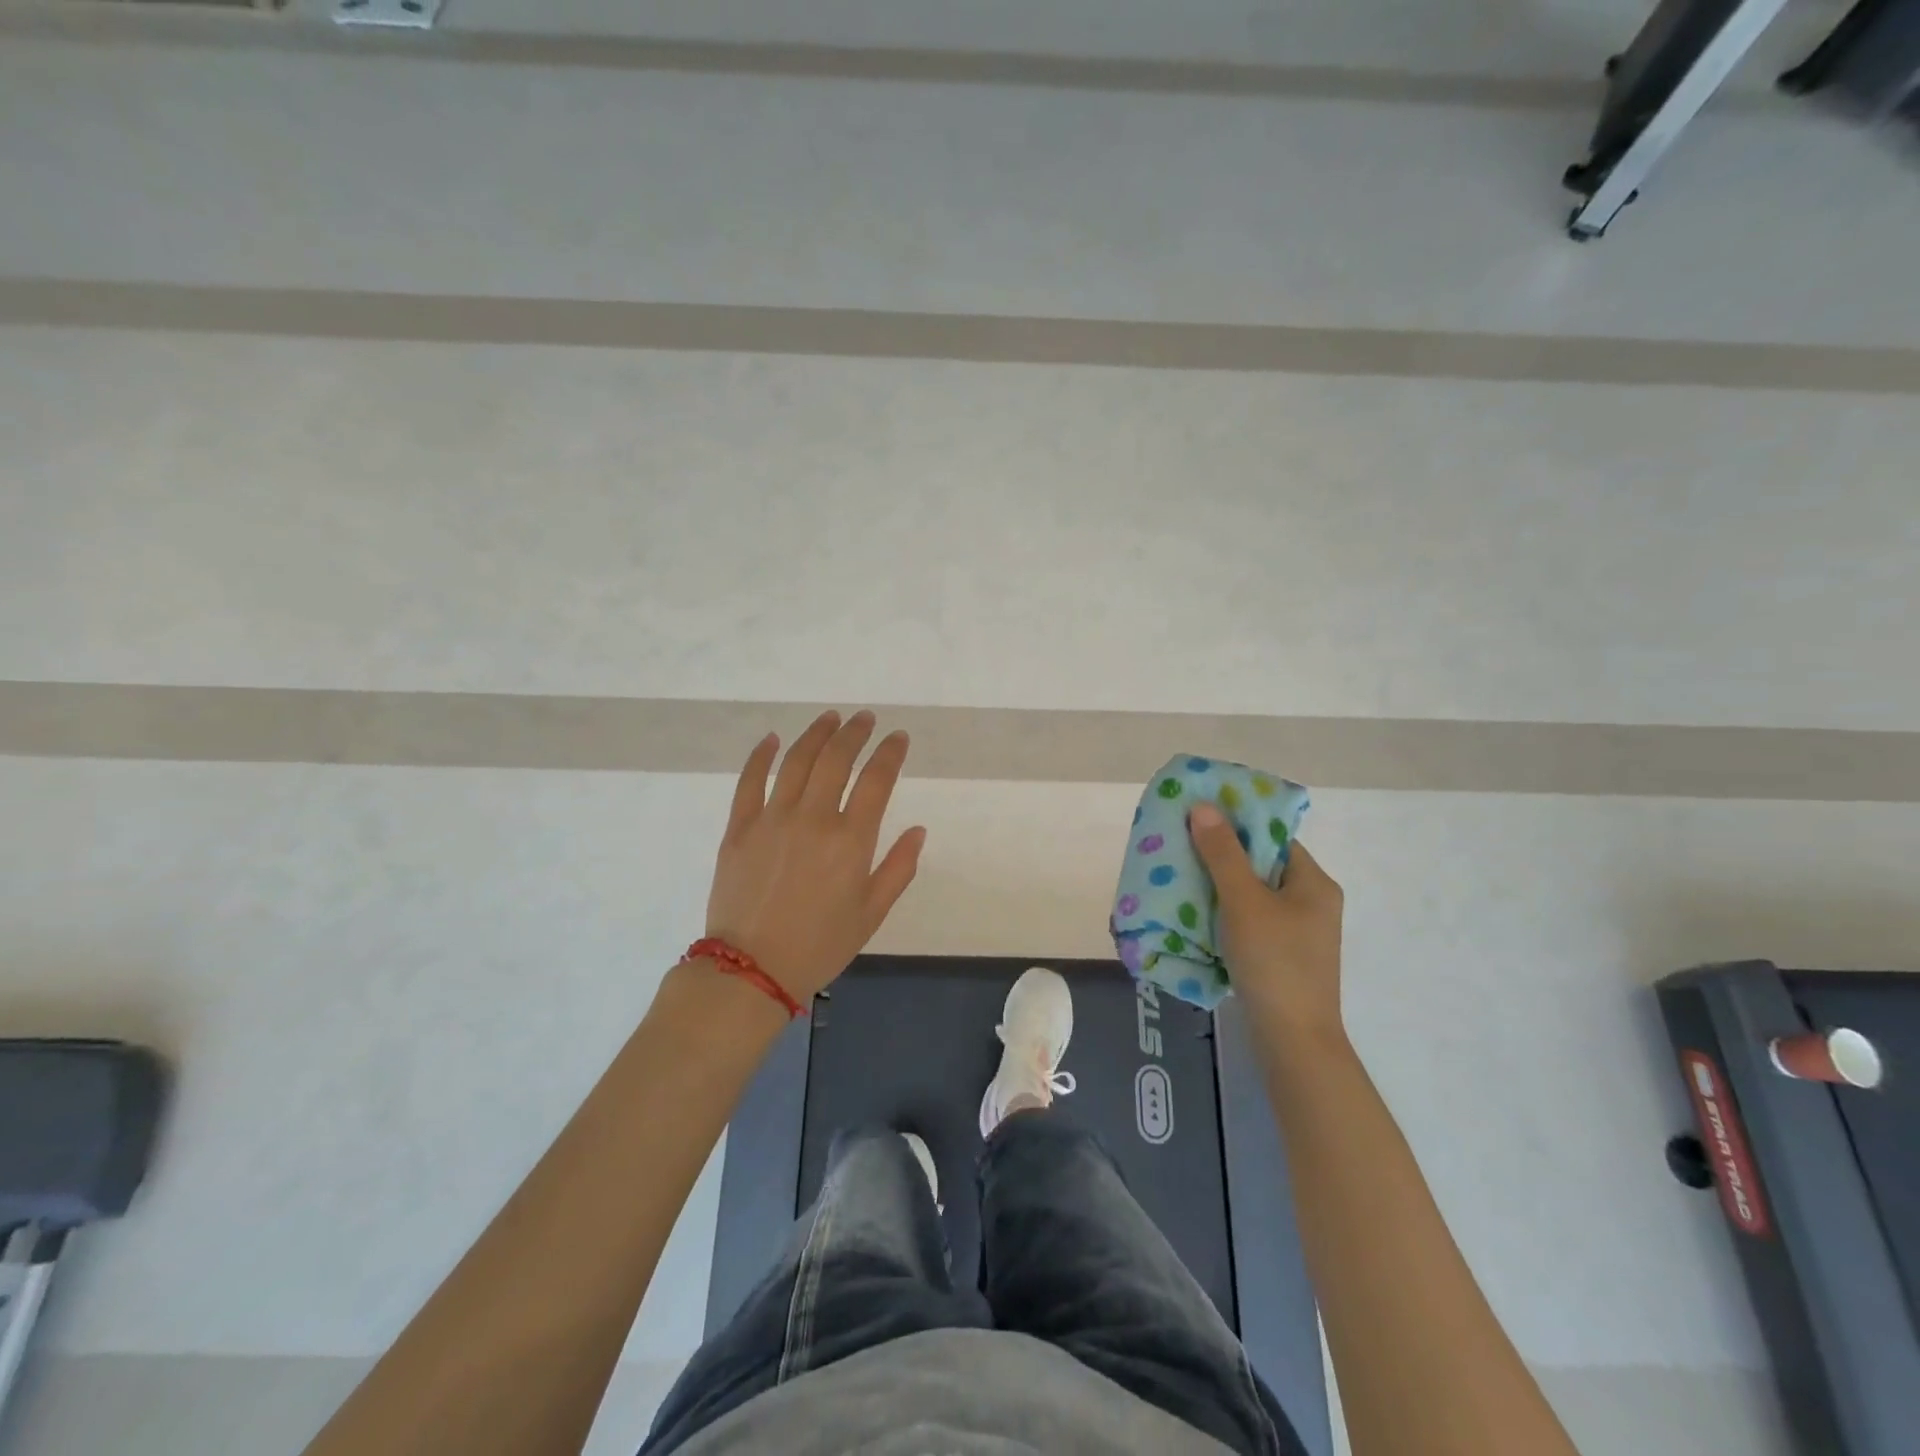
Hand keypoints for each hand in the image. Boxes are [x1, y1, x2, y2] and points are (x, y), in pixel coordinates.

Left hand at [704, 710, 926, 1002]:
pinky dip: (761, 755)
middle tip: (865, 719)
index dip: (890, 752)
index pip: (876, 780)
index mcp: (850, 840)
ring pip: (796, 761)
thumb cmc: (820, 945)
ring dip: (817, 734)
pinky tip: (772, 739)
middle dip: (855, 733)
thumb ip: (898, 868)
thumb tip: (918, 830)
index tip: (898, 737)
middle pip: (836, 759)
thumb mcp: (871, 914)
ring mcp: (772, 819)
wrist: (751, 970)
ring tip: (831, 718)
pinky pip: (750, 781)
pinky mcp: (740, 828)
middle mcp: (813, 819)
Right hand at [1187, 802, 1344, 1043]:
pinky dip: (1223, 914)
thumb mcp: (1244, 901)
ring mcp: (1298, 933)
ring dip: (1217, 887)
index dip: (1236, 824)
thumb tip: (1204, 807)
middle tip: (1179, 847)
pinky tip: (1193, 916)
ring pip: (1251, 895)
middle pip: (1260, 865)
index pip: (1272, 838)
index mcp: (1314, 883)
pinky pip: (1249, 921)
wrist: (1293, 1041)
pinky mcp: (1282, 957)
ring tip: (1178, 878)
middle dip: (1220, 856)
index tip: (1197, 819)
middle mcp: (1311, 903)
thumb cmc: (1274, 962)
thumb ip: (1222, 854)